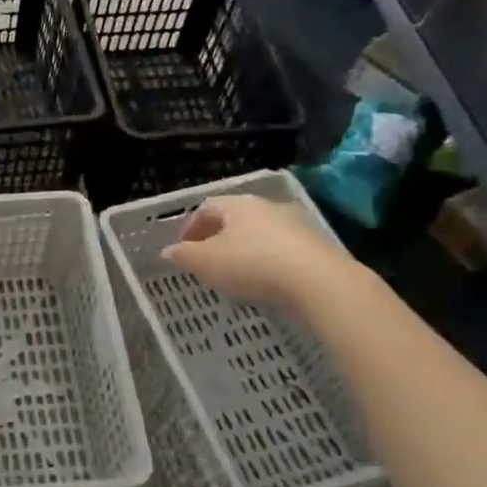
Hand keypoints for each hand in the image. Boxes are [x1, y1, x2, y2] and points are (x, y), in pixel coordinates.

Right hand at [162, 195, 359, 308]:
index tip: (184, 249)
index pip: (206, 208)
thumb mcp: (205, 263)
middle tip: (207, 261)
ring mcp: (295, 223)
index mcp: (236, 205)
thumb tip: (168, 251)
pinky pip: (282, 249)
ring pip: (259, 233)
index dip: (190, 228)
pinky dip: (268, 261)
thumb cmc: (252, 264)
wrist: (319, 281)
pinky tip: (265, 282)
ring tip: (236, 275)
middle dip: (217, 238)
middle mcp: (266, 206)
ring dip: (244, 249)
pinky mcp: (316, 245)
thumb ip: (183, 255)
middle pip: (234, 218)